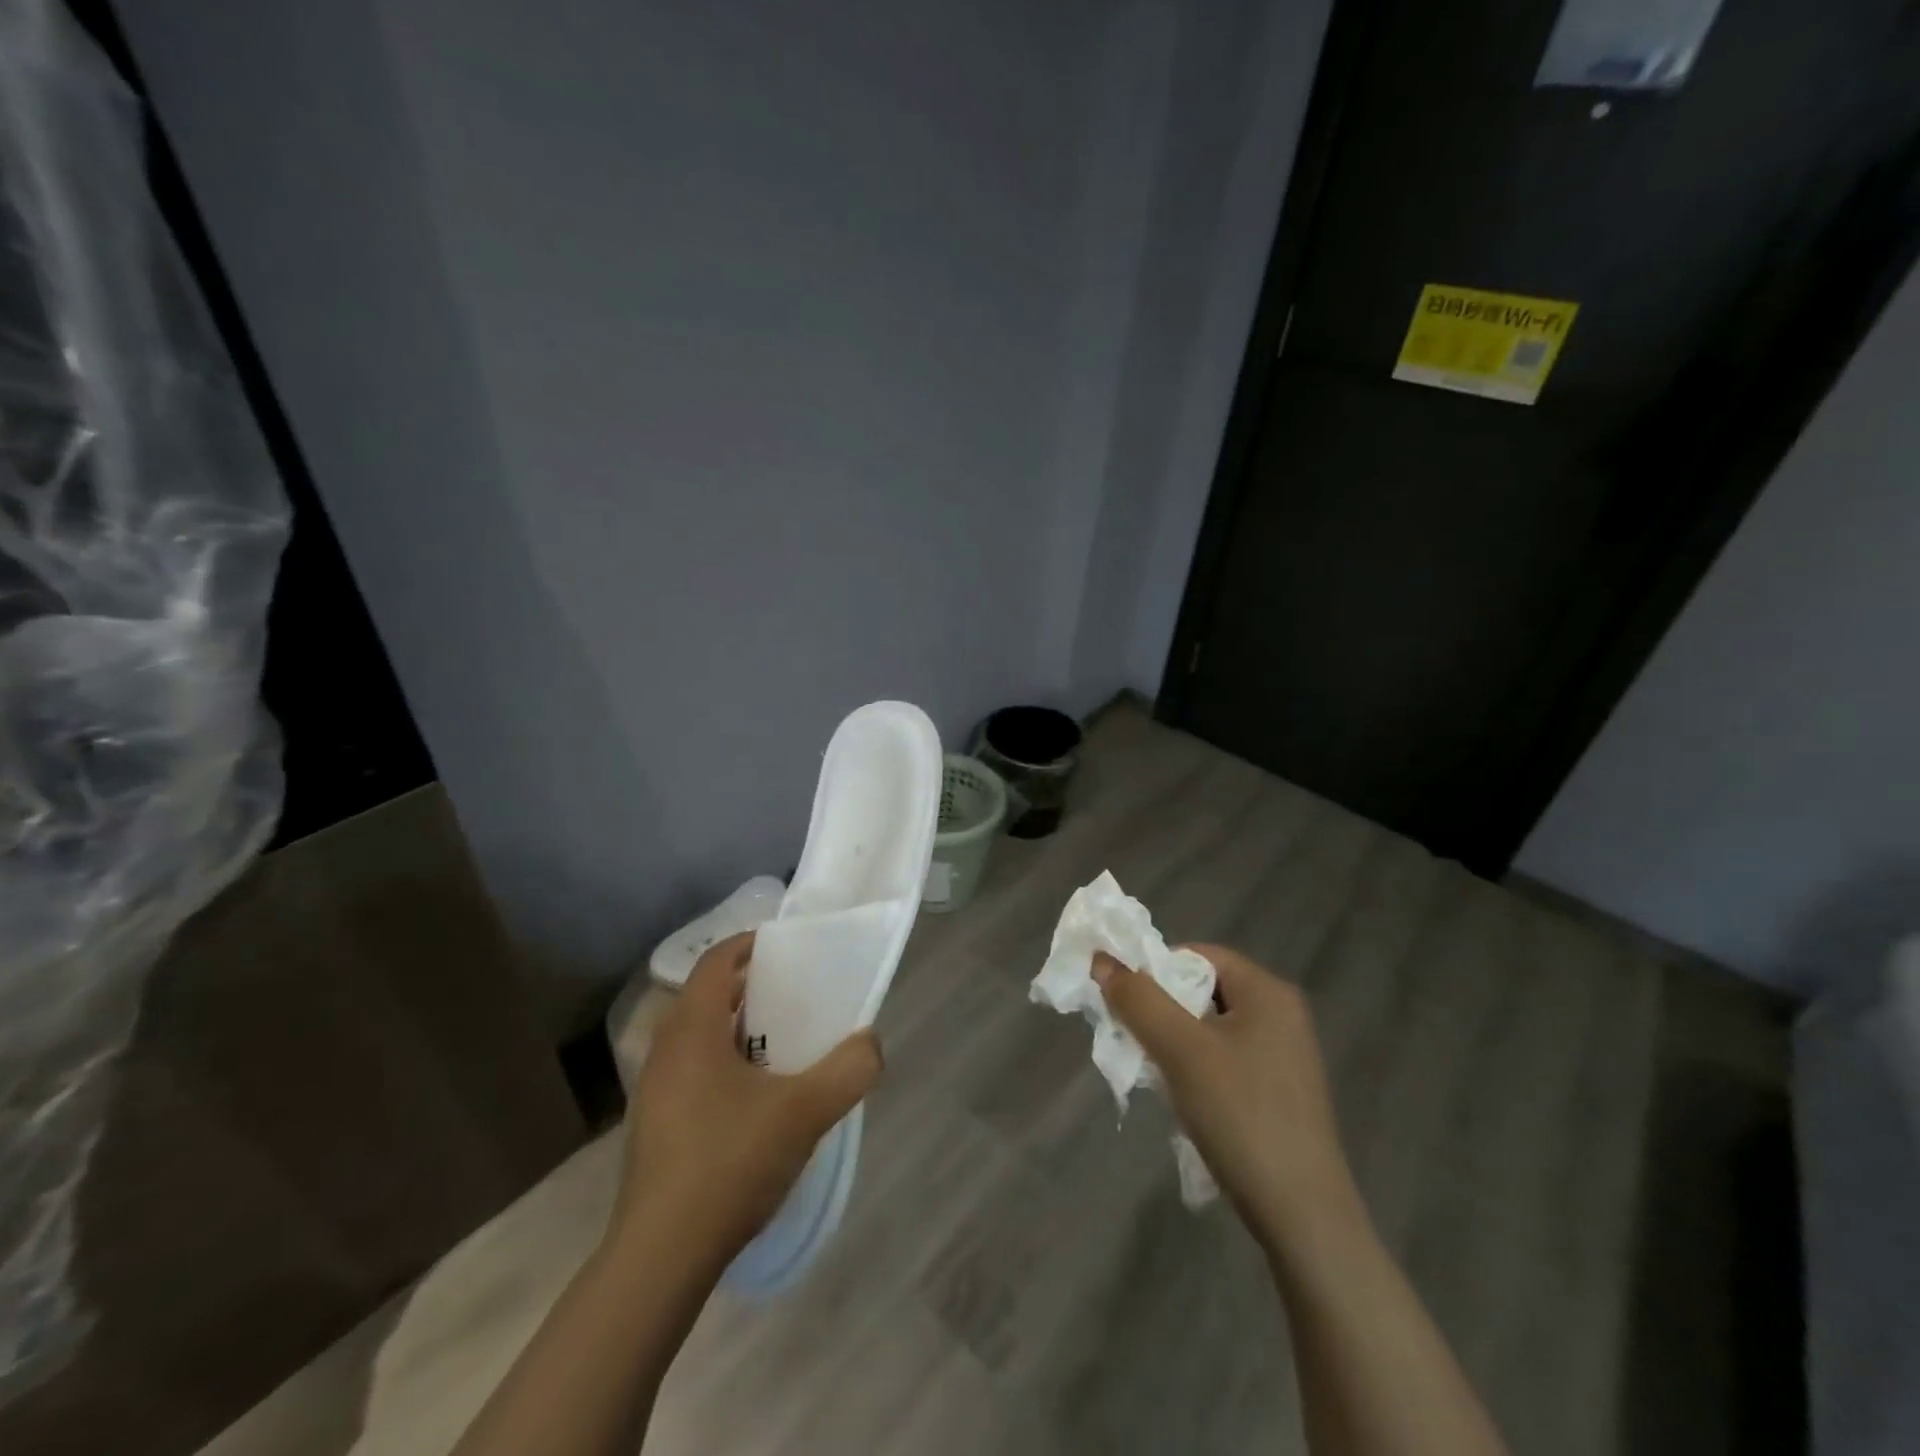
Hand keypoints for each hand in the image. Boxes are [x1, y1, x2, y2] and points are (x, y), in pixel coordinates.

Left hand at [612, 931, 883, 1267]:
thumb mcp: (805, 1111)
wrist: (660, 1258)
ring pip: (696, 1037)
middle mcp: (665, 1051)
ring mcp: (653, 1092)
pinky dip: (722, 1063)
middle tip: (791, 994)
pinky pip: (690, 1071)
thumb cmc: (729, 1163)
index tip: (782, 946)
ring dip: (735, 1028)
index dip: (747, 944)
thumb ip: (849, 1069)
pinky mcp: (654, 1127)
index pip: (714, 962)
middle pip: (705, 996)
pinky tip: (753, 1100)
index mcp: (692, 1031)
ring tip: (779, 1044)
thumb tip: (872, 1043)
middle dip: (747, 987)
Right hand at [1093, 944, 1361, 1257]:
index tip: (1127, 1007)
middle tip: (1134, 1041)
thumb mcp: (1180, 1051)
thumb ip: (1138, 1000)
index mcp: (1267, 991)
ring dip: (1175, 1042)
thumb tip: (1100, 959)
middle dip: (1162, 1010)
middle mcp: (1282, 1014)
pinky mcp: (1281, 1091)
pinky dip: (1197, 1068)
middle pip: (1203, 989)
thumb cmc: (1240, 1116)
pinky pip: (1226, 1058)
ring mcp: (1285, 1055)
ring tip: (1157, 1075)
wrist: (1303, 1217)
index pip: (1196, 954)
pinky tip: (1185, 1100)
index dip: (1155, 972)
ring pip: (1210, 1027)